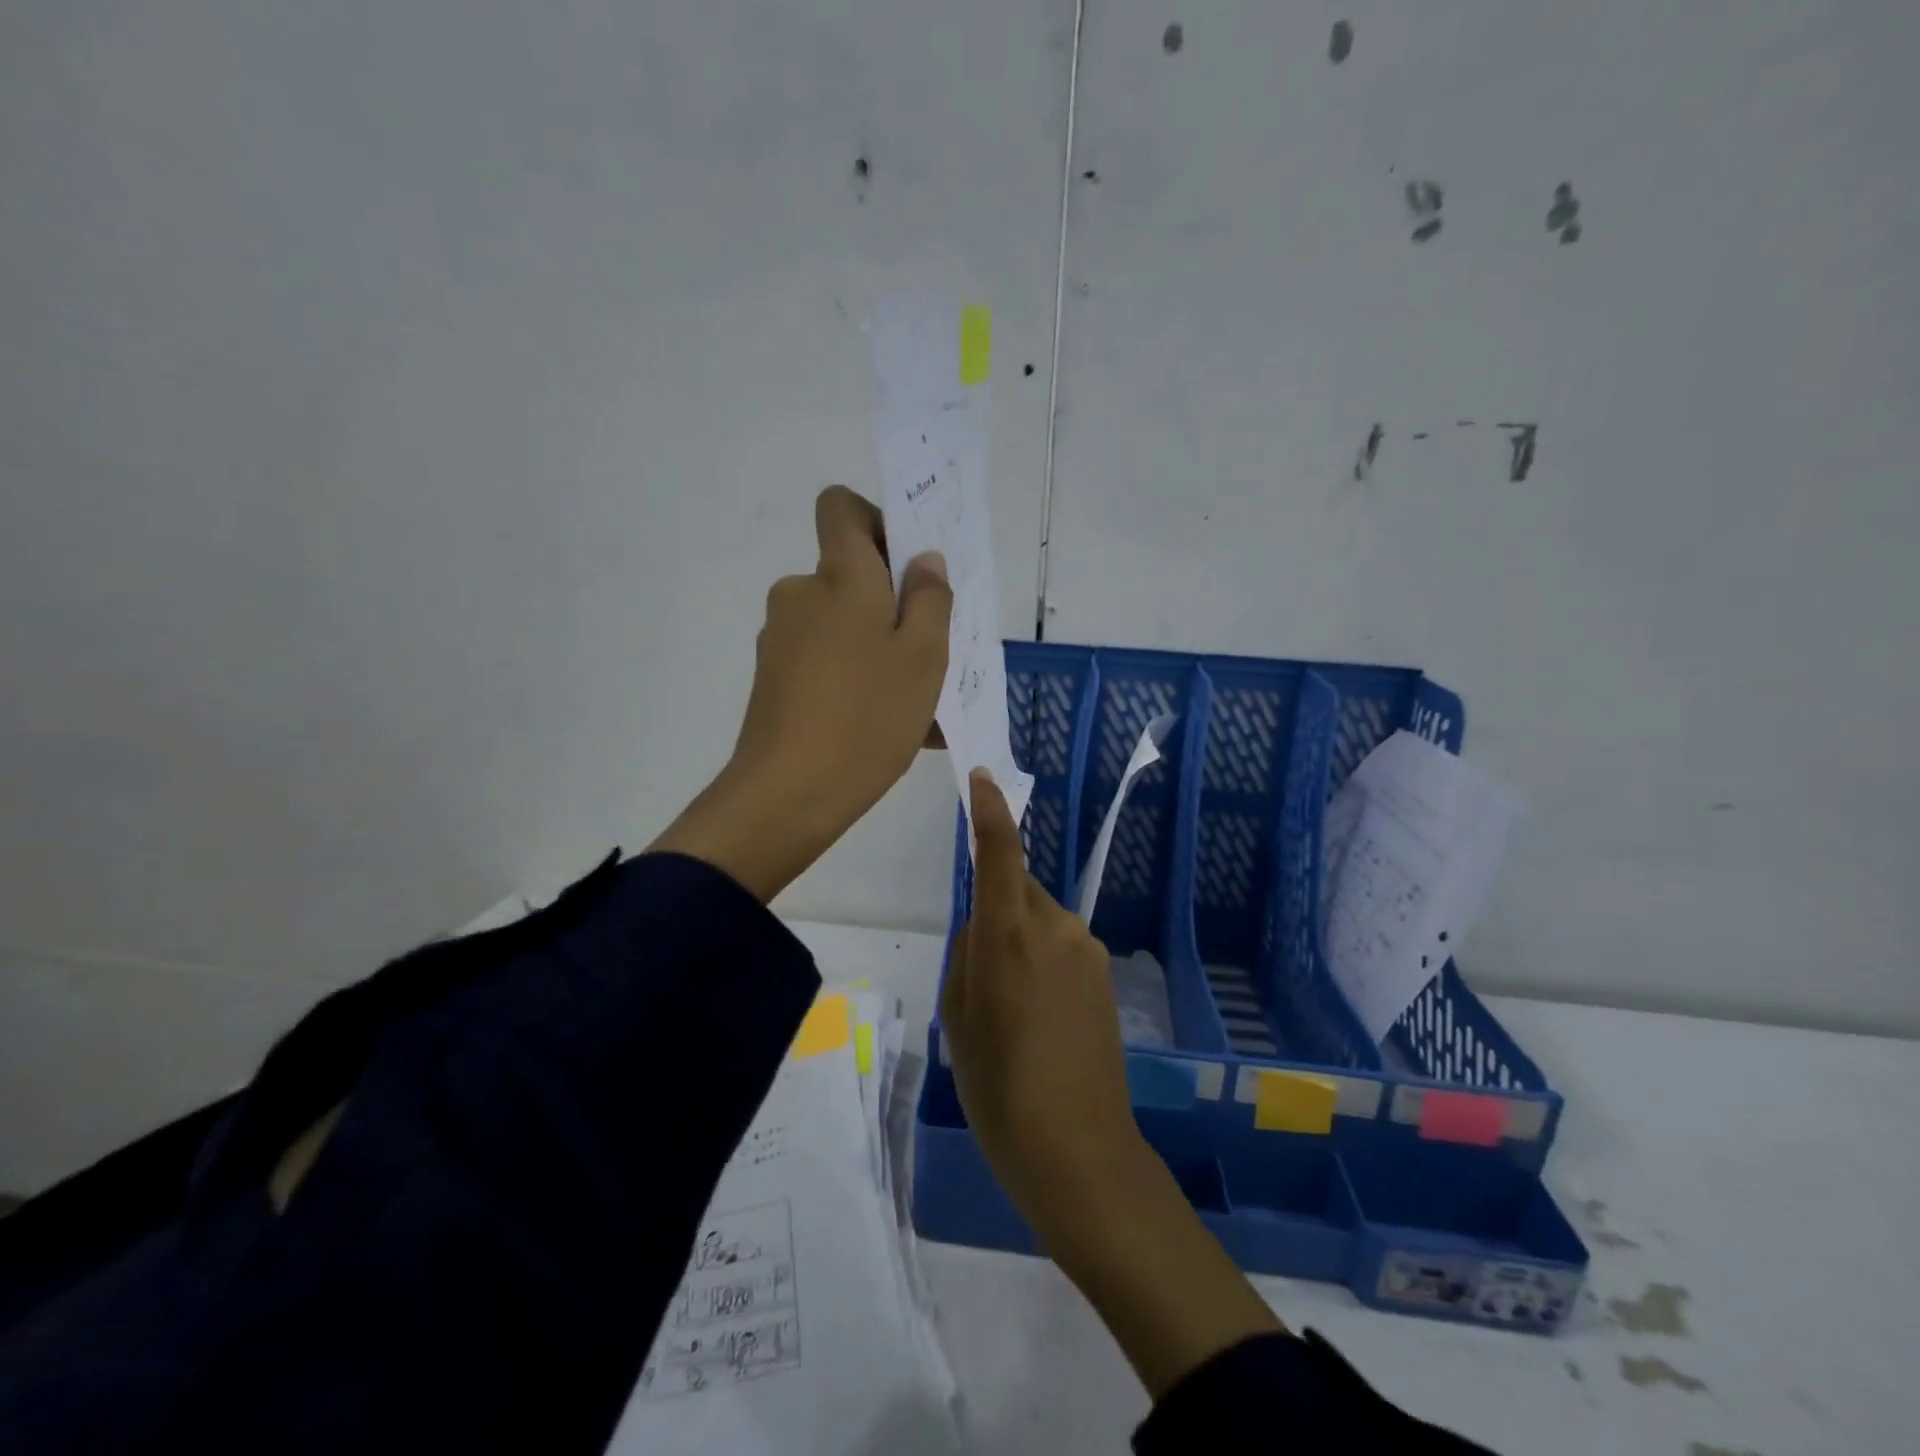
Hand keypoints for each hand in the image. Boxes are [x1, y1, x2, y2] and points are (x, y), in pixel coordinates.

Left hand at [650, 486, 951, 900]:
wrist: (788, 795)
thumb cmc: (868, 717)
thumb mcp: (924, 657)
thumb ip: (930, 599)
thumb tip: (924, 561)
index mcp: (840, 577)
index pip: (841, 507)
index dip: (877, 520)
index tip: (908, 566)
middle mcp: (802, 595)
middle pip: (851, 576)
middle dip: (893, 605)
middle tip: (933, 653)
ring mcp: (782, 640)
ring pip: (844, 628)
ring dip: (882, 652)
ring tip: (921, 708)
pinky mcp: (774, 680)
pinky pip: (828, 664)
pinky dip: (859, 681)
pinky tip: (890, 729)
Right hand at [941, 769, 1147, 1243]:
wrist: (1079, 1152)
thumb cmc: (999, 1087)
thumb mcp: (959, 1019)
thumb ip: (968, 955)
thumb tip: (984, 927)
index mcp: (1010, 933)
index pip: (1001, 851)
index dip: (990, 810)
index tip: (981, 777)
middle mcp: (1057, 927)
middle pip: (1020, 892)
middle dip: (998, 912)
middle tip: (981, 979)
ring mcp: (1089, 951)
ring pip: (1041, 923)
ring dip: (1021, 944)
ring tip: (1013, 1012)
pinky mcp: (1107, 976)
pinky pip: (1063, 949)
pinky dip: (1044, 966)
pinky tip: (1042, 1023)